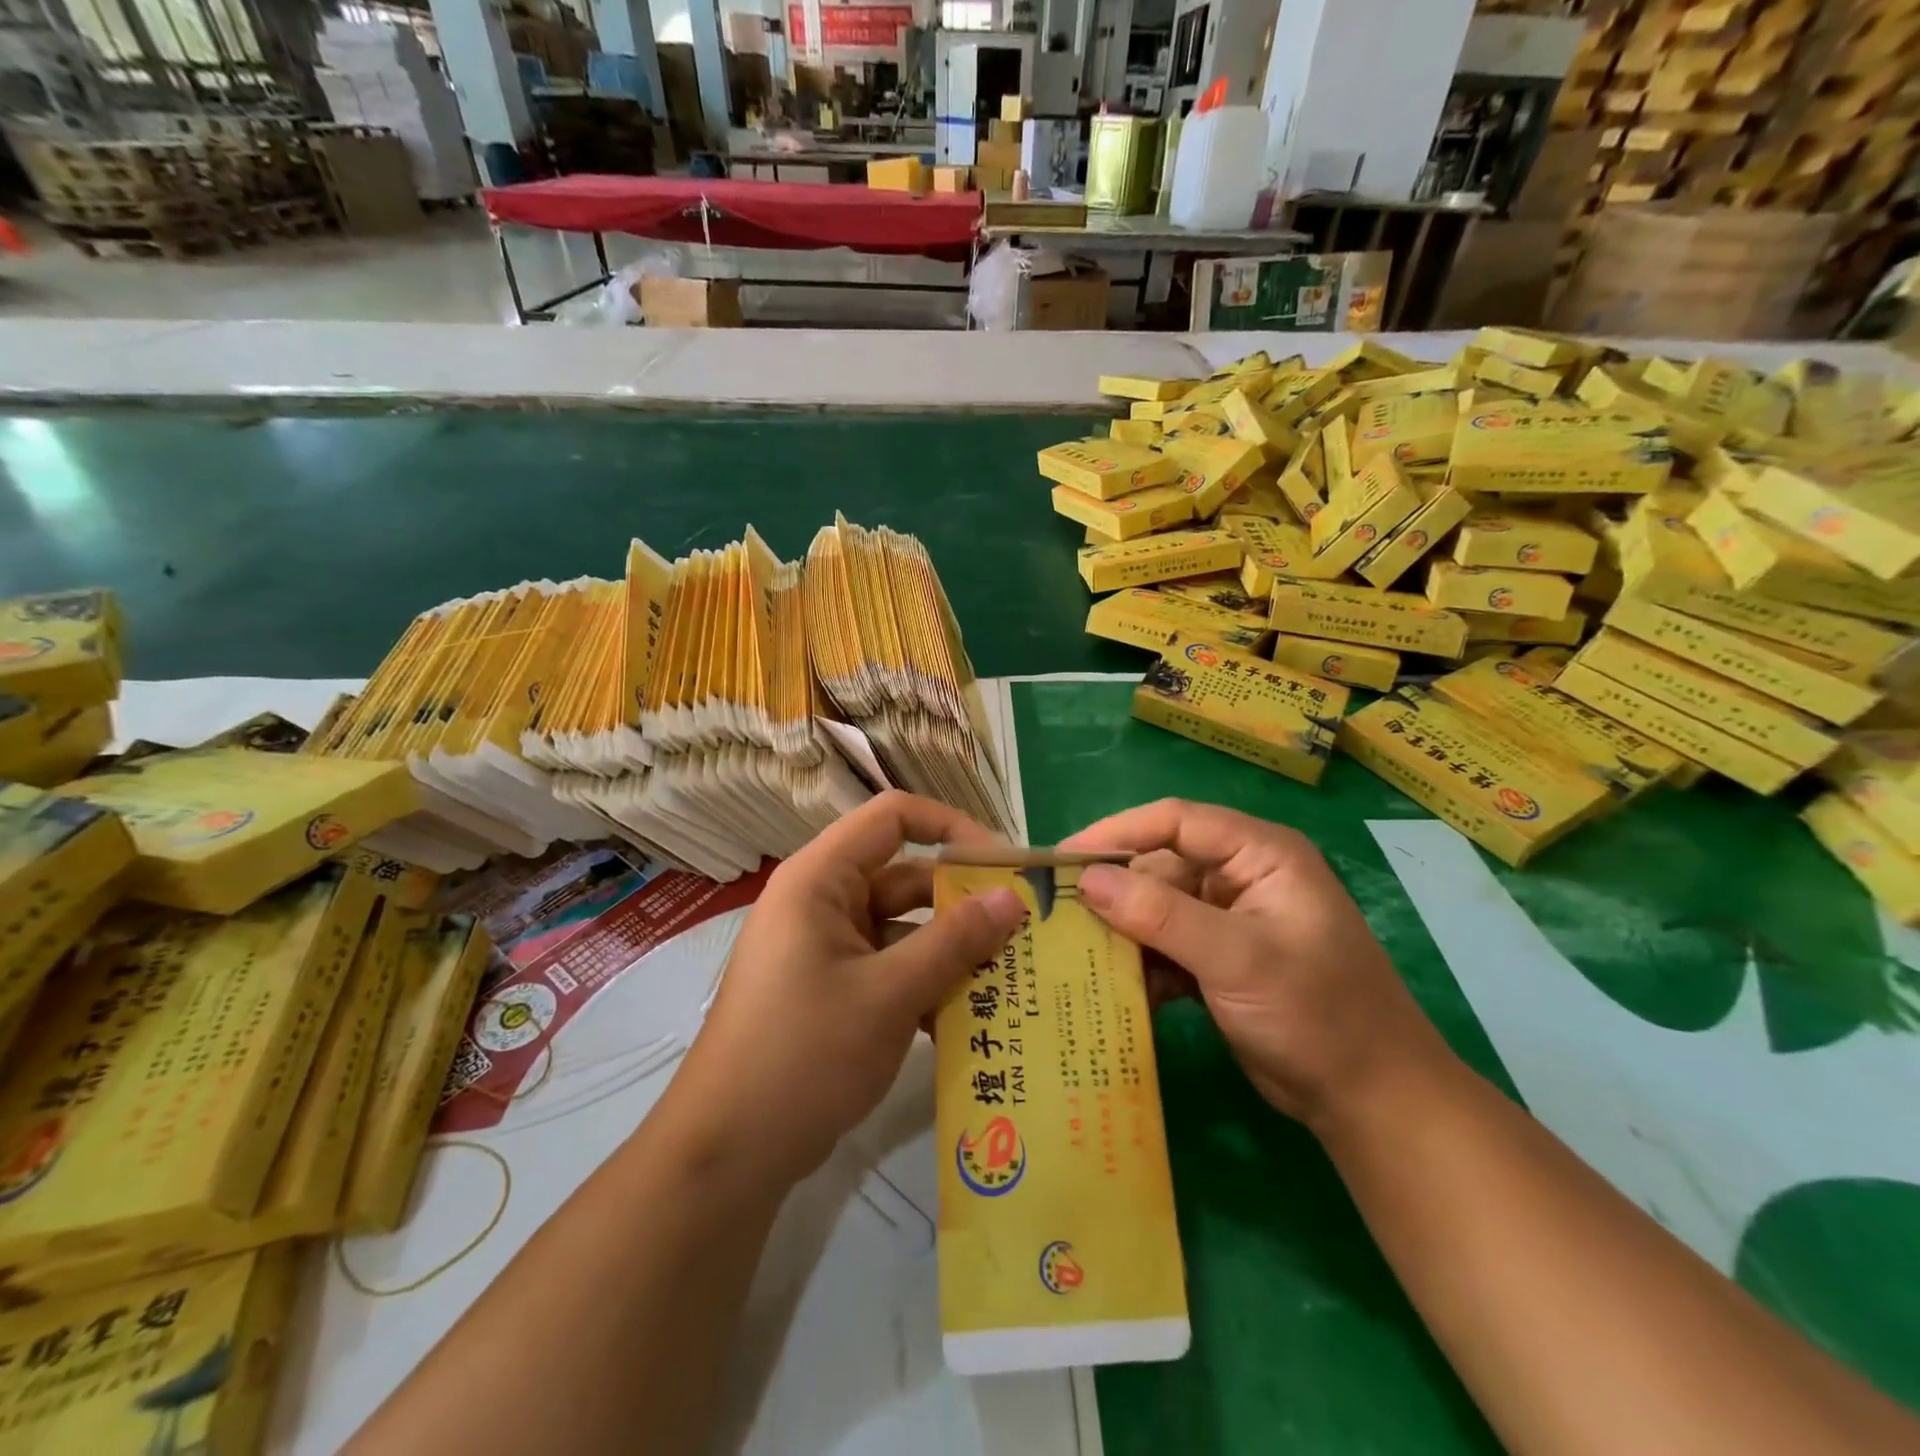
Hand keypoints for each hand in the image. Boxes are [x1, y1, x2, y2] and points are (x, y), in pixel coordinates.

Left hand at [672, 791, 1028, 1188]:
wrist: (727, 1153)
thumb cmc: (804, 1053)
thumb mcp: (889, 994)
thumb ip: (954, 941)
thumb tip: (1012, 898)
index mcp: (821, 879)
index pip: (892, 818)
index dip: (950, 827)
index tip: (1001, 865)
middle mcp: (823, 902)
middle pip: (905, 878)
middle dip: (963, 906)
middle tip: (1024, 933)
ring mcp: (826, 949)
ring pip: (904, 930)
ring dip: (951, 954)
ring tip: (1012, 981)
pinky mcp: (832, 990)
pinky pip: (890, 969)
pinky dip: (926, 987)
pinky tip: (970, 1024)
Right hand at [1063, 799, 1452, 1127]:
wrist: (1370, 1102)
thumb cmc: (1317, 1014)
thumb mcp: (1236, 958)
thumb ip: (1160, 914)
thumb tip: (1087, 880)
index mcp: (1258, 854)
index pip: (1174, 821)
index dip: (1116, 833)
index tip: (1062, 858)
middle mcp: (1240, 876)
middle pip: (1158, 866)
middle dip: (1112, 892)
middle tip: (1056, 915)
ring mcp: (1228, 920)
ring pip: (1155, 909)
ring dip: (1122, 933)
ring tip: (1074, 955)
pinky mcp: (1218, 959)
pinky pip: (1164, 946)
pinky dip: (1142, 966)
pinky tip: (1117, 992)